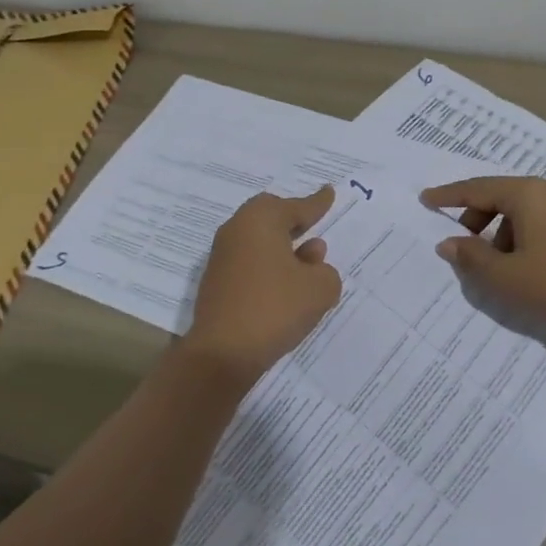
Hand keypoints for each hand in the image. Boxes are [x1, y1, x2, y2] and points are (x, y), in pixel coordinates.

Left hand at [184, 186, 341, 384]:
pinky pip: (250, 262)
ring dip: (283, 248)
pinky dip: (268, 267)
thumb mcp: (320, 288)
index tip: (329, 192)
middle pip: (271, 216)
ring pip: (259, 241)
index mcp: (261, 219)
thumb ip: (325, 271)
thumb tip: (311, 263)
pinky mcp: (216, 282)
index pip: (296, 206)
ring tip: (308, 265)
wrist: (222, 353)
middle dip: (294, 221)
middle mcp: (237, 230)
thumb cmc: (275, 308)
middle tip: (313, 224)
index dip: (317, 203)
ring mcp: (222, 257)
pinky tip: (285, 287)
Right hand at [422, 176, 545, 334]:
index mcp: (525, 193)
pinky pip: (535, 220)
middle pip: (497, 196)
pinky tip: (520, 266)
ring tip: (493, 266)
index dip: (448, 196)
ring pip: (517, 210)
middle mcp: (545, 190)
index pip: (476, 188)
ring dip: (497, 232)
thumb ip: (472, 257)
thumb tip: (448, 243)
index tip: (425, 199)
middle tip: (460, 245)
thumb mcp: (506, 276)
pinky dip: (517, 236)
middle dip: (474, 218)